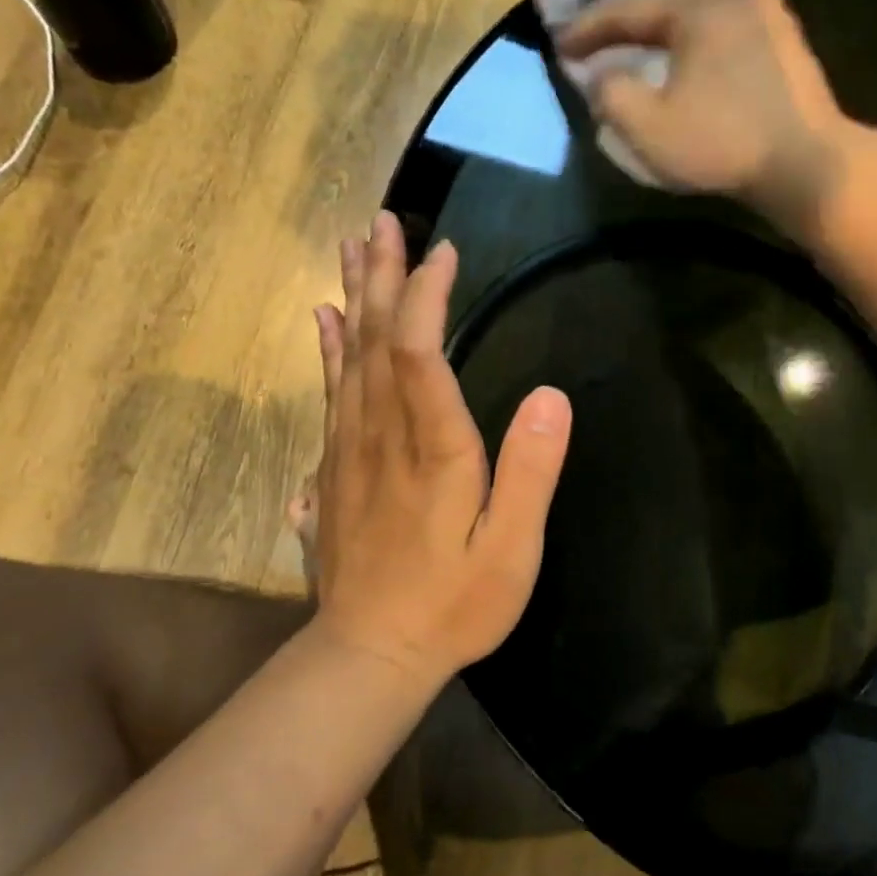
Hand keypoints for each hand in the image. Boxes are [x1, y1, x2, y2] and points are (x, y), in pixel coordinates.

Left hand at [309, 212, 572, 683]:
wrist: (369, 653)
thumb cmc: (452, 605)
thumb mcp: (510, 552)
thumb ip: (531, 473)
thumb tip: (552, 395)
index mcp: (433, 450)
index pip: (421, 353)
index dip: (428, 296)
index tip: (442, 251)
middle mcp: (383, 436)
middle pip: (377, 340)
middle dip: (381, 276)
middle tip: (383, 222)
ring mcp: (350, 449)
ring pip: (349, 357)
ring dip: (353, 298)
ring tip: (353, 247)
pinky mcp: (334, 466)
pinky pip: (330, 391)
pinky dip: (329, 347)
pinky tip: (325, 319)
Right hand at [555, 0, 857, 225]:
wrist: (805, 162)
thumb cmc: (720, 144)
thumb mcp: (647, 128)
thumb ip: (609, 94)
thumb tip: (598, 75)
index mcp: (694, 4)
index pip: (625, 7)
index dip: (587, 27)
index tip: (560, 44)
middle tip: (602, 20)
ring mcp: (763, 3)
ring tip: (643, 24)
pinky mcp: (782, 28)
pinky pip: (727, 1)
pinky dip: (697, 10)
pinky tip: (691, 36)